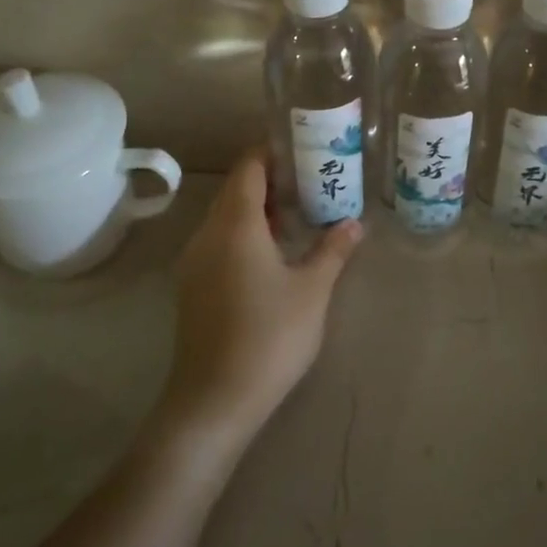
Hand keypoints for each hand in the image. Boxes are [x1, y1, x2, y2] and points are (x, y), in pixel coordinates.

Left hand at [161, 148, 362, 444]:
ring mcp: (195, 261)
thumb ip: (332, 250)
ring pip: (225, 216)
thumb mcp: (313, 290)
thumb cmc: (270, 336)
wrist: (214, 400)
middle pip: (235, 189)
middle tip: (310, 178)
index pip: (249, 167)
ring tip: (297, 211)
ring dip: (257, 207)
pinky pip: (219, 240)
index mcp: (236, 224)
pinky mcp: (193, 286)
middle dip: (270, 178)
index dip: (272, 151)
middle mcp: (208, 234)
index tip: (302, 147)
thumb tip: (353, 223)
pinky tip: (272, 251)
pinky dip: (244, 231)